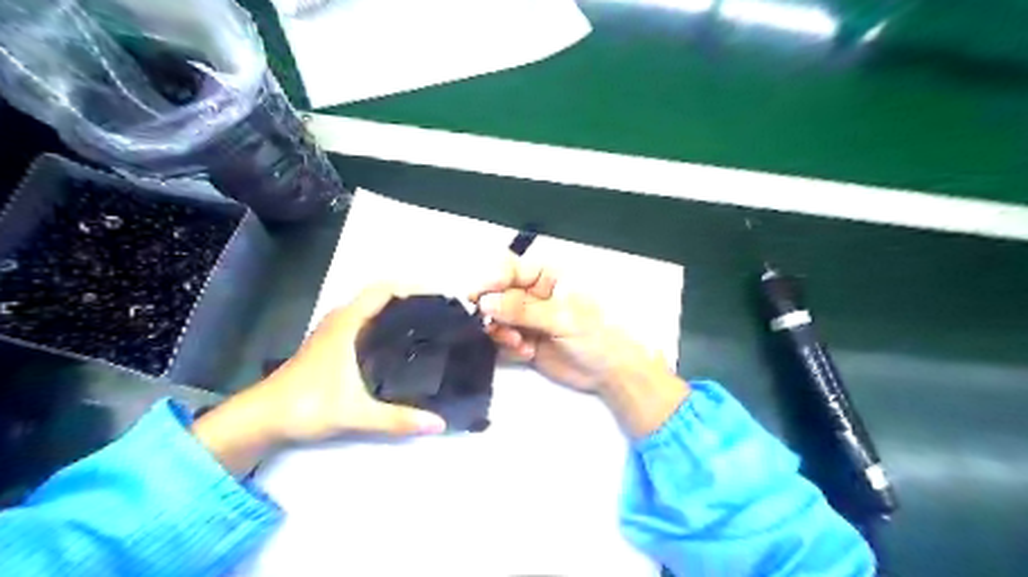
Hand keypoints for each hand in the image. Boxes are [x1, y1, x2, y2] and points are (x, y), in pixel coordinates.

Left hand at [191, 285, 445, 476]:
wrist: (259, 420)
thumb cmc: (305, 406)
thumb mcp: (355, 414)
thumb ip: (397, 419)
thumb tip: (439, 424)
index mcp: (346, 324)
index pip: (381, 291)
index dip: (410, 288)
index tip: (437, 297)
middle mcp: (339, 322)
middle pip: (377, 298)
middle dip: (407, 300)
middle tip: (437, 315)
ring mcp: (331, 334)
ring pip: (367, 311)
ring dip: (392, 313)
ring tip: (422, 327)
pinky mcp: (327, 348)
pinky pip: (360, 324)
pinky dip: (380, 326)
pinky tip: (393, 347)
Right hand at [473, 256, 690, 436]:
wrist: (611, 371)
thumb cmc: (596, 333)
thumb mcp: (562, 316)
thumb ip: (522, 309)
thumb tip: (485, 302)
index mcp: (546, 276)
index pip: (508, 268)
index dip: (490, 280)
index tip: (477, 297)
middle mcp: (531, 293)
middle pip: (496, 293)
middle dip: (494, 311)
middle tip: (497, 327)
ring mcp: (526, 318)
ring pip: (495, 318)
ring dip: (500, 331)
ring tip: (518, 343)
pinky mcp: (523, 340)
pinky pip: (501, 339)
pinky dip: (507, 346)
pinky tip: (525, 353)